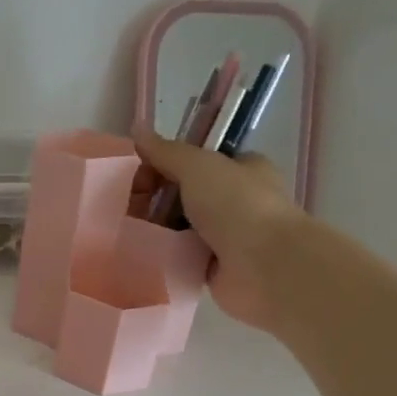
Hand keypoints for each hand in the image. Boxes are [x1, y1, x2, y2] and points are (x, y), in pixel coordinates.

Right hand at [133, 128, 303, 330]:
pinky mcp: (213, 266)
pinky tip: (144, 253)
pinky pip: (179, 255)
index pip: (194, 161)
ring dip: (156, 228)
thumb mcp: (198, 166)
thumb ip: (166, 151)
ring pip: (178, 226)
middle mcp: (235, 200)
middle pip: (182, 194)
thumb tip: (138, 129)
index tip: (139, 179)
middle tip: (132, 208)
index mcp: (241, 169)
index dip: (163, 165)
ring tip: (132, 232)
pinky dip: (163, 254)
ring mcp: (225, 235)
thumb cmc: (237, 205)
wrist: (264, 265)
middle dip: (154, 198)